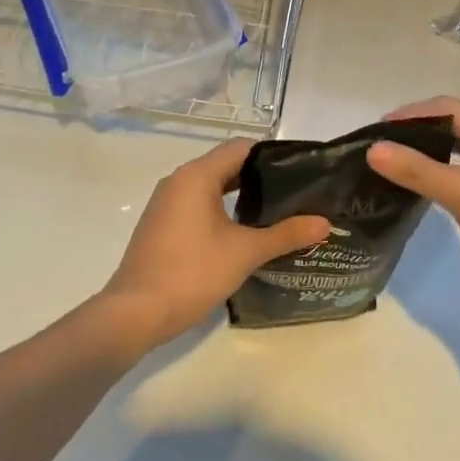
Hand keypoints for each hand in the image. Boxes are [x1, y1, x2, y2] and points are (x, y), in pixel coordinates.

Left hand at [100, 138, 328, 348]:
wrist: (135, 312)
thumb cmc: (192, 272)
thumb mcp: (245, 252)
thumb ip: (285, 234)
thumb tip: (324, 223)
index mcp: (197, 175)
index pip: (241, 148)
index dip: (273, 155)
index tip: (301, 170)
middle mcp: (178, 180)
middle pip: (226, 165)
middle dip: (260, 177)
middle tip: (296, 193)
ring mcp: (166, 202)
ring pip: (211, 186)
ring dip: (241, 195)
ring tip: (276, 212)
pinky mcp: (161, 224)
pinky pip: (197, 204)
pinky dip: (221, 209)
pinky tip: (243, 231)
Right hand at [368, 96, 459, 318]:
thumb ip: (419, 171)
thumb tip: (374, 149)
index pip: (448, 108)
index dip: (411, 113)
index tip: (377, 130)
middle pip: (455, 124)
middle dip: (418, 130)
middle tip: (382, 147)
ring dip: (431, 151)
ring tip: (398, 163)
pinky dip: (445, 171)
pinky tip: (428, 186)